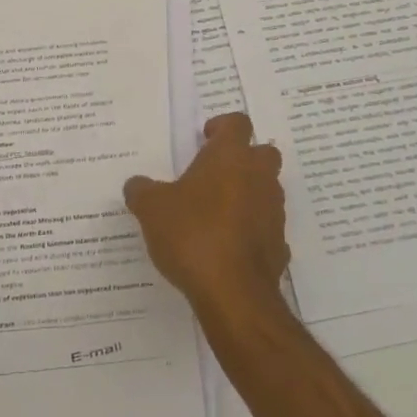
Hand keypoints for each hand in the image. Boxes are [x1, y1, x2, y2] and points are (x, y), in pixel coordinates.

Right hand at [124, 113, 289, 320]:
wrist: (234, 293)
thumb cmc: (192, 234)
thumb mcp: (151, 208)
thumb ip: (142, 191)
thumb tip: (136, 185)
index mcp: (230, 157)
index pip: (237, 123)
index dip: (222, 126)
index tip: (204, 138)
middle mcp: (259, 177)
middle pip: (263, 153)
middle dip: (243, 158)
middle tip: (214, 172)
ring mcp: (274, 211)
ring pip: (267, 190)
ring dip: (248, 194)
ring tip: (216, 212)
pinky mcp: (279, 245)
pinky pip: (266, 228)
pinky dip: (252, 230)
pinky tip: (228, 246)